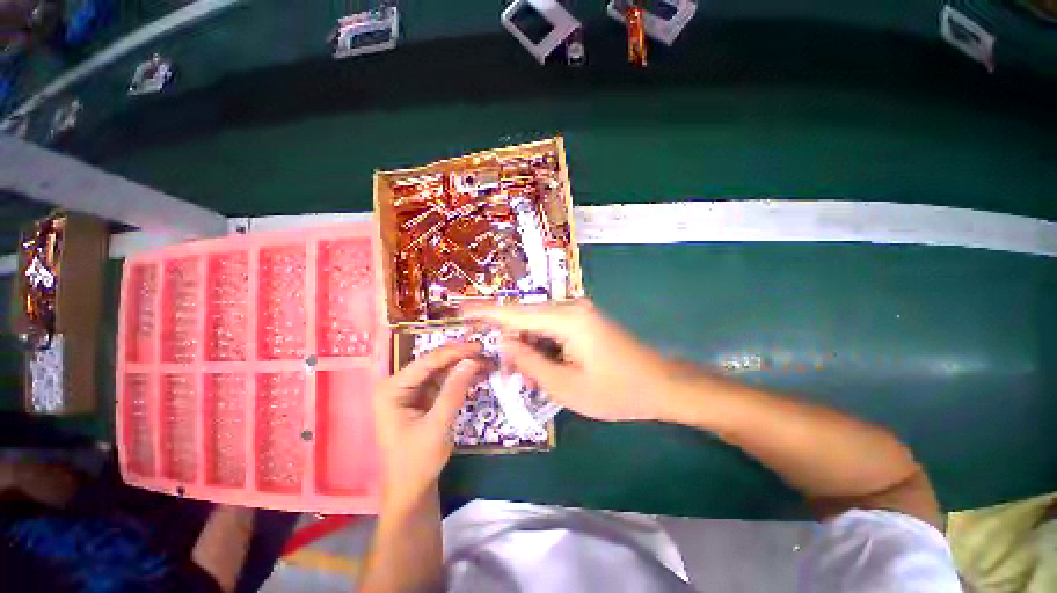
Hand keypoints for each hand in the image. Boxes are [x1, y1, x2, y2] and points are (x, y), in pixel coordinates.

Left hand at [373, 343, 482, 509]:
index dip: (455, 352)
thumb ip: (454, 391)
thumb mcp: (438, 425)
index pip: (427, 362)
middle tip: (486, 353)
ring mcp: (409, 391)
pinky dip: (459, 379)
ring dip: (462, 367)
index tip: (480, 346)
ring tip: (486, 361)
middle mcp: (398, 385)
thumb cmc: (417, 462)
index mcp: (391, 389)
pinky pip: (442, 382)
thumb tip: (472, 360)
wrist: (411, 491)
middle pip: (434, 364)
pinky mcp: (421, 399)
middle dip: (461, 358)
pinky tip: (476, 373)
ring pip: (440, 371)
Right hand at [468, 300, 682, 421]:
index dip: (485, 312)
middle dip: (509, 341)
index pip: (516, 314)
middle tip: (504, 368)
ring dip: (528, 349)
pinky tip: (545, 369)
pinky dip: (542, 348)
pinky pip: (552, 330)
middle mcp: (571, 307)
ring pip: (538, 326)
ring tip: (530, 377)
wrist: (662, 385)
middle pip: (526, 318)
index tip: (459, 309)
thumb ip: (530, 363)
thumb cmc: (617, 391)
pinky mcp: (583, 321)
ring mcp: (579, 313)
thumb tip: (504, 344)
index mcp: (567, 319)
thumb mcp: (566, 386)